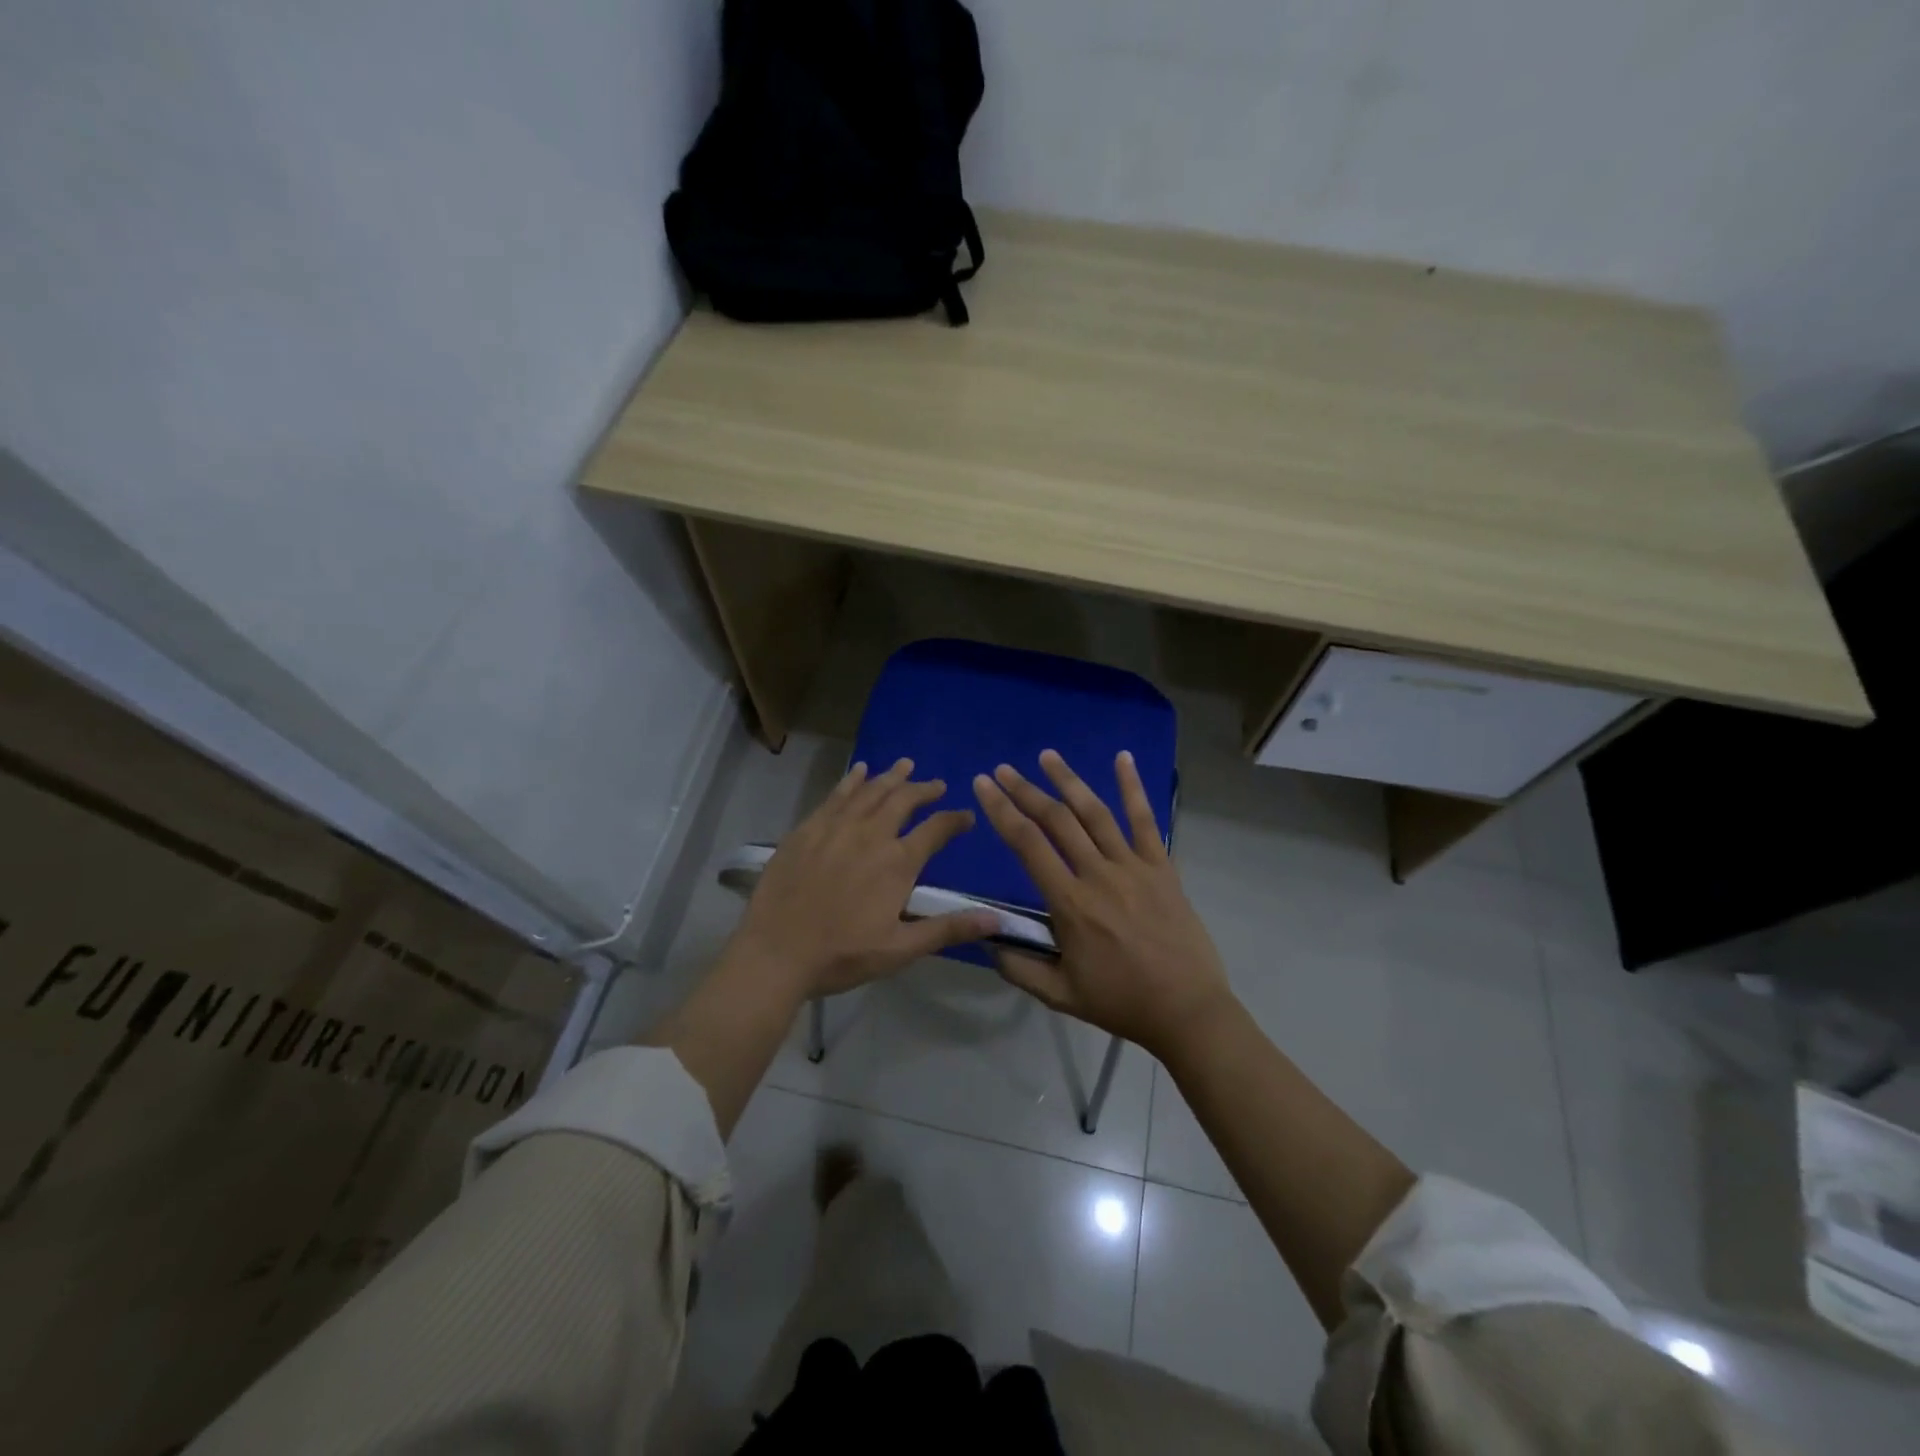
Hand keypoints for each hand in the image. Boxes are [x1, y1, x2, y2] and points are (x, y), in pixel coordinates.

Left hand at [735, 757, 998, 996]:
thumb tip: (997, 920)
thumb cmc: (842, 955)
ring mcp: (836, 827)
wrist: (776, 952)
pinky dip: (851, 780)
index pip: (936, 830)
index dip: (955, 820)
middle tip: (936, 784)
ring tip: (905, 765)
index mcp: (897, 862)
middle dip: (924, 789)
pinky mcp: (807, 829)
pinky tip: (859, 770)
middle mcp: (870, 834)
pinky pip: (835, 795)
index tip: (966, 816)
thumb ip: (948, 929)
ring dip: (891, 777)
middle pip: (903, 800)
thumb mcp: (901, 949)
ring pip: (870, 791)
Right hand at [973, 749, 1234, 1060]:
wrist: (1187, 1010)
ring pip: (1095, 812)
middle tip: (1003, 769)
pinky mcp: (1162, 867)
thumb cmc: (1121, 1002)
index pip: (1027, 845)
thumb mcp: (1060, 995)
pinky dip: (1134, 787)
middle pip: (1056, 820)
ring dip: (1068, 780)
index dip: (1001, 811)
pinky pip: (1146, 820)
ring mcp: (1134, 866)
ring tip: (1047, 756)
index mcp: (1070, 904)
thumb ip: (1019, 967)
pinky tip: (1123, 758)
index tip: (983, 785)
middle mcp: (1099, 874)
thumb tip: (986, 939)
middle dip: (1025, 790)